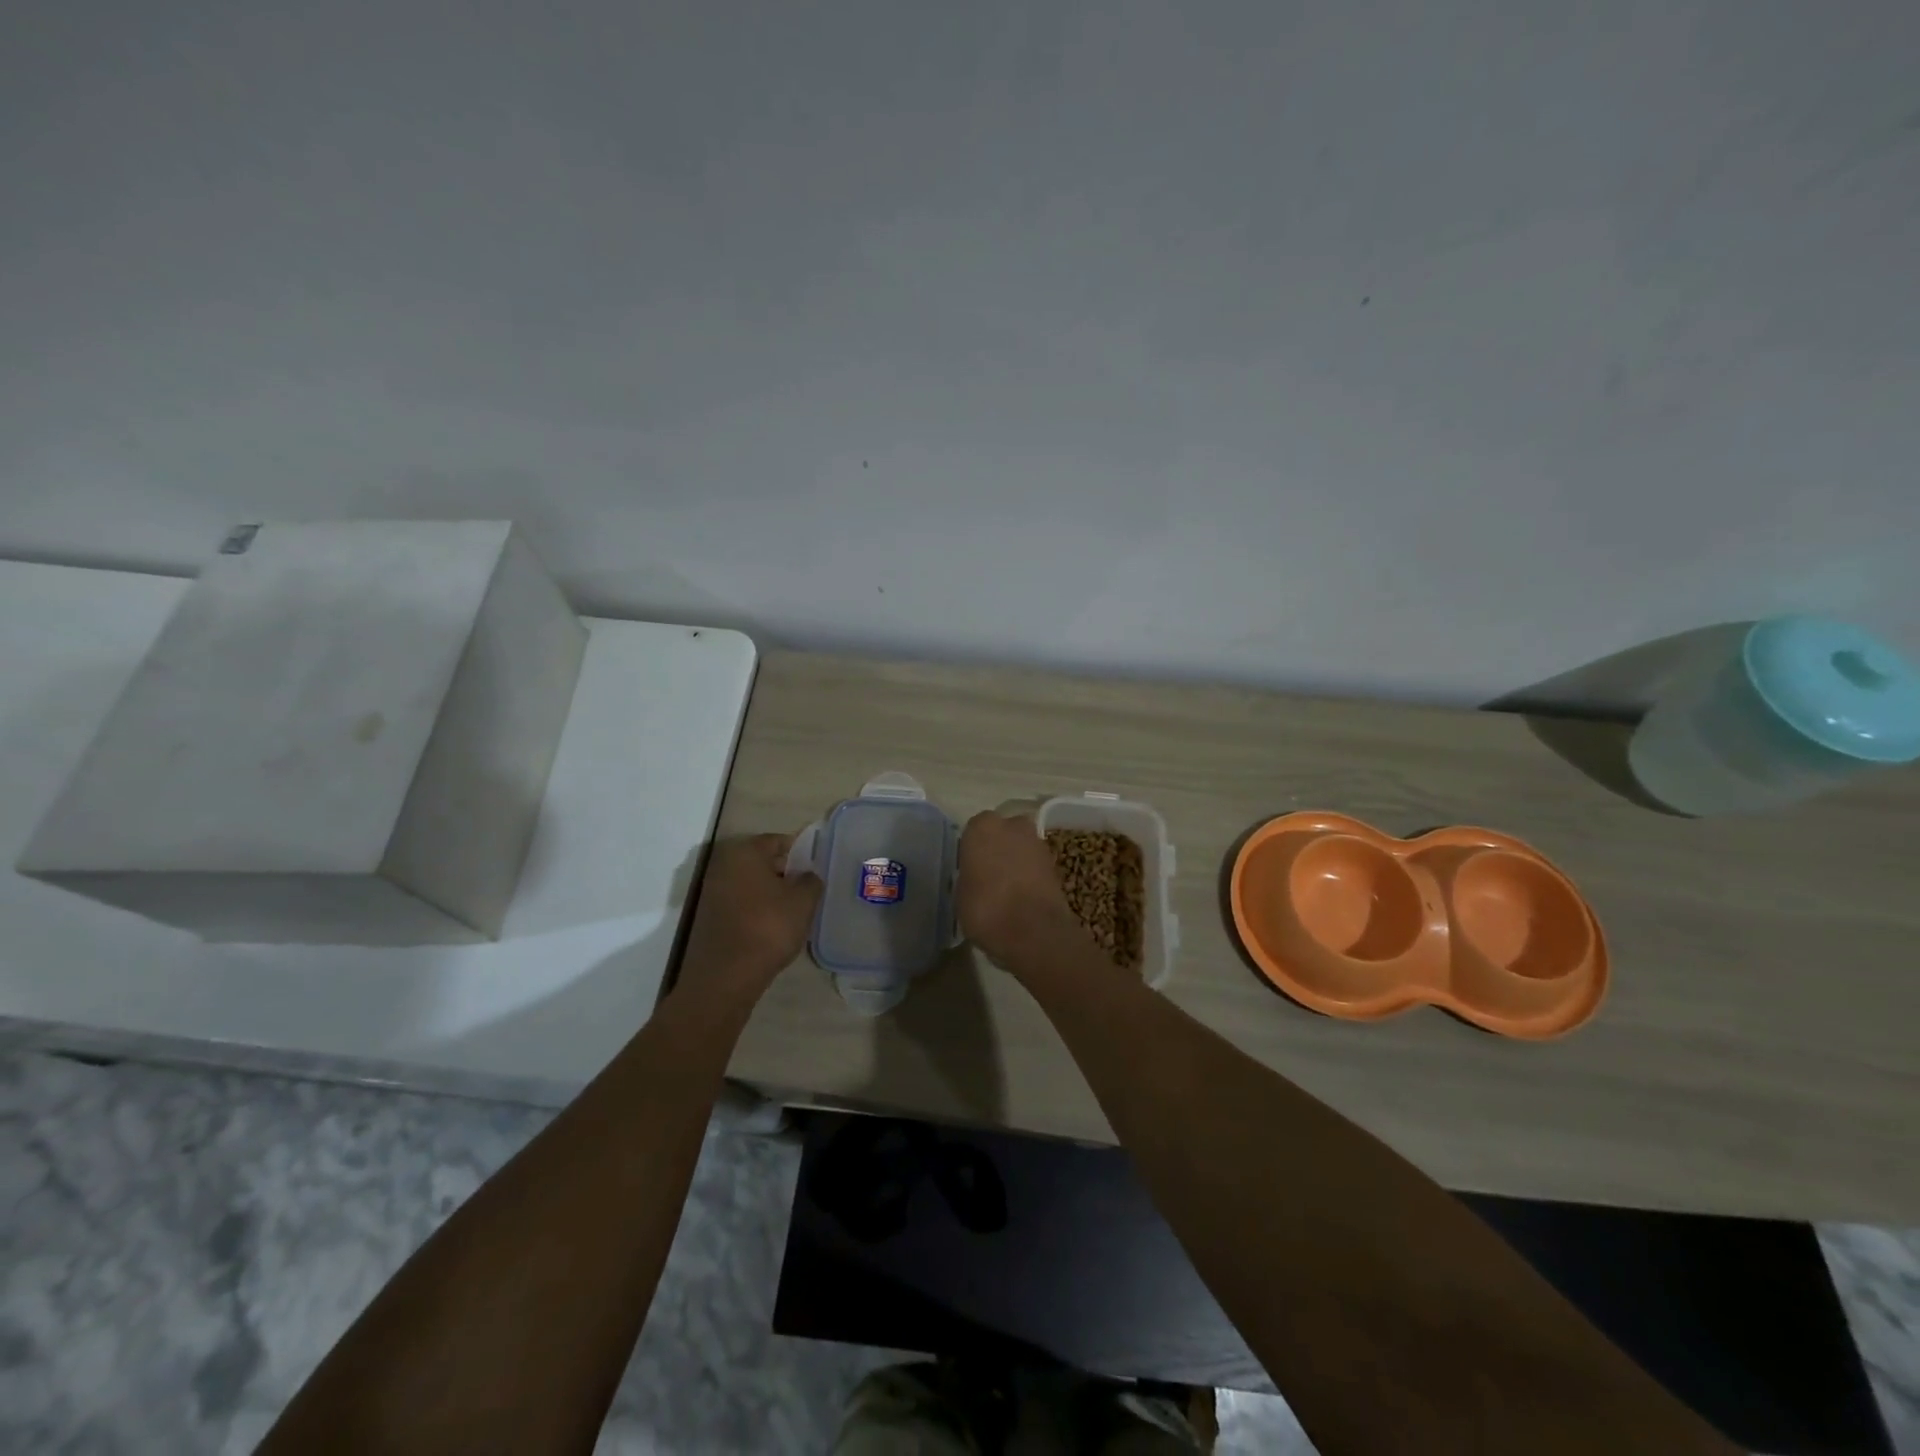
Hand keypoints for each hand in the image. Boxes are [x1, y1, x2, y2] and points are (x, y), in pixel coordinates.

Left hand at [680, 834, 820, 1003]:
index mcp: (745, 852)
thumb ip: (811, 881)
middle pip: (760, 860)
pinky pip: (738, 902)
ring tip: (790, 909)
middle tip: (804, 889)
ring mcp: (711, 891)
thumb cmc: (769, 927)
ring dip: (768, 891)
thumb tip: (807, 876)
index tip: (814, 869)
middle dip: (783, 871)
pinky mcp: (707, 916)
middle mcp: (723, 864)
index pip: (777, 841)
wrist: (726, 976)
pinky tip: (770, 925)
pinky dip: (754, 907)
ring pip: (748, 882)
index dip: (799, 852)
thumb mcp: (803, 901)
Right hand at [957, 811, 1080, 969]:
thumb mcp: (960, 895)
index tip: (969, 868)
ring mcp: (1038, 842)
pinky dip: (1030, 876)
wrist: (1033, 931)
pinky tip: (1022, 897)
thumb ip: (968, 876)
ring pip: (1020, 847)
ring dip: (1015, 861)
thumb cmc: (986, 909)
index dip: (972, 849)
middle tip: (988, 875)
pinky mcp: (1056, 863)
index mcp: (982, 827)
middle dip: (997, 848)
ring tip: (1005, 890)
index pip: (973, 830)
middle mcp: (1012, 825)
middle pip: (1002, 833)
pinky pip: (1035, 865)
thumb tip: (975, 878)